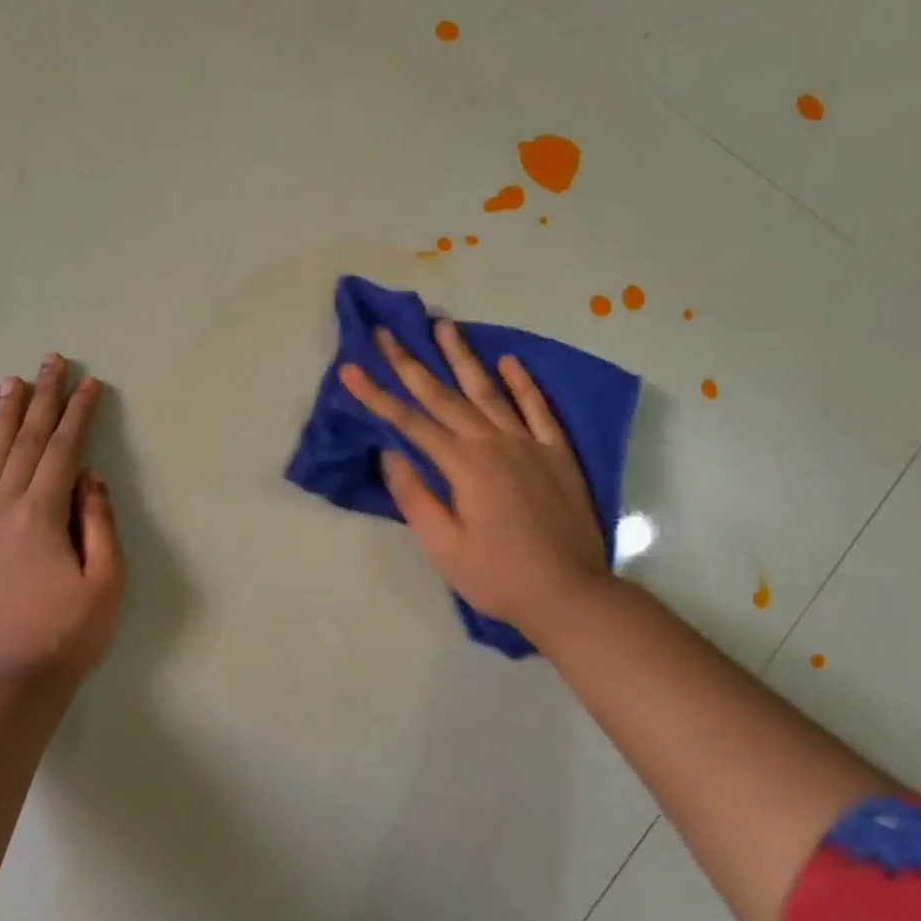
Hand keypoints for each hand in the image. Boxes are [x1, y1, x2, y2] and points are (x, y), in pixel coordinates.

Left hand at [0, 355, 125, 687]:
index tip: (91, 383)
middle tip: (50, 362)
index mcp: (42, 515)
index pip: (64, 451)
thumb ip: (99, 522)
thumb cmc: (68, 635)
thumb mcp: (106, 581)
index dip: (79, 414)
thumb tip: (91, 477)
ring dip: (3, 420)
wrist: (7, 685)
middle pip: (26, 444)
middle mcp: (2, 511)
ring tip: (11, 383)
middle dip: (42, 400)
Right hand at [340, 320, 610, 637]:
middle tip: (385, 333)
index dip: (376, 395)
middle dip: (410, 363)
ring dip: (463, 358)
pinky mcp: (557, 454)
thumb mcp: (443, 546)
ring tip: (443, 326)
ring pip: (489, 391)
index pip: (410, 422)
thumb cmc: (497, 576)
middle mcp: (494, 443)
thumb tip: (390, 454)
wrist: (569, 594)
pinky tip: (509, 362)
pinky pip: (539, 409)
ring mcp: (530, 445)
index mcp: (463, 466)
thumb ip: (414, 497)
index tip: (350, 369)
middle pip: (444, 396)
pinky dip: (523, 384)